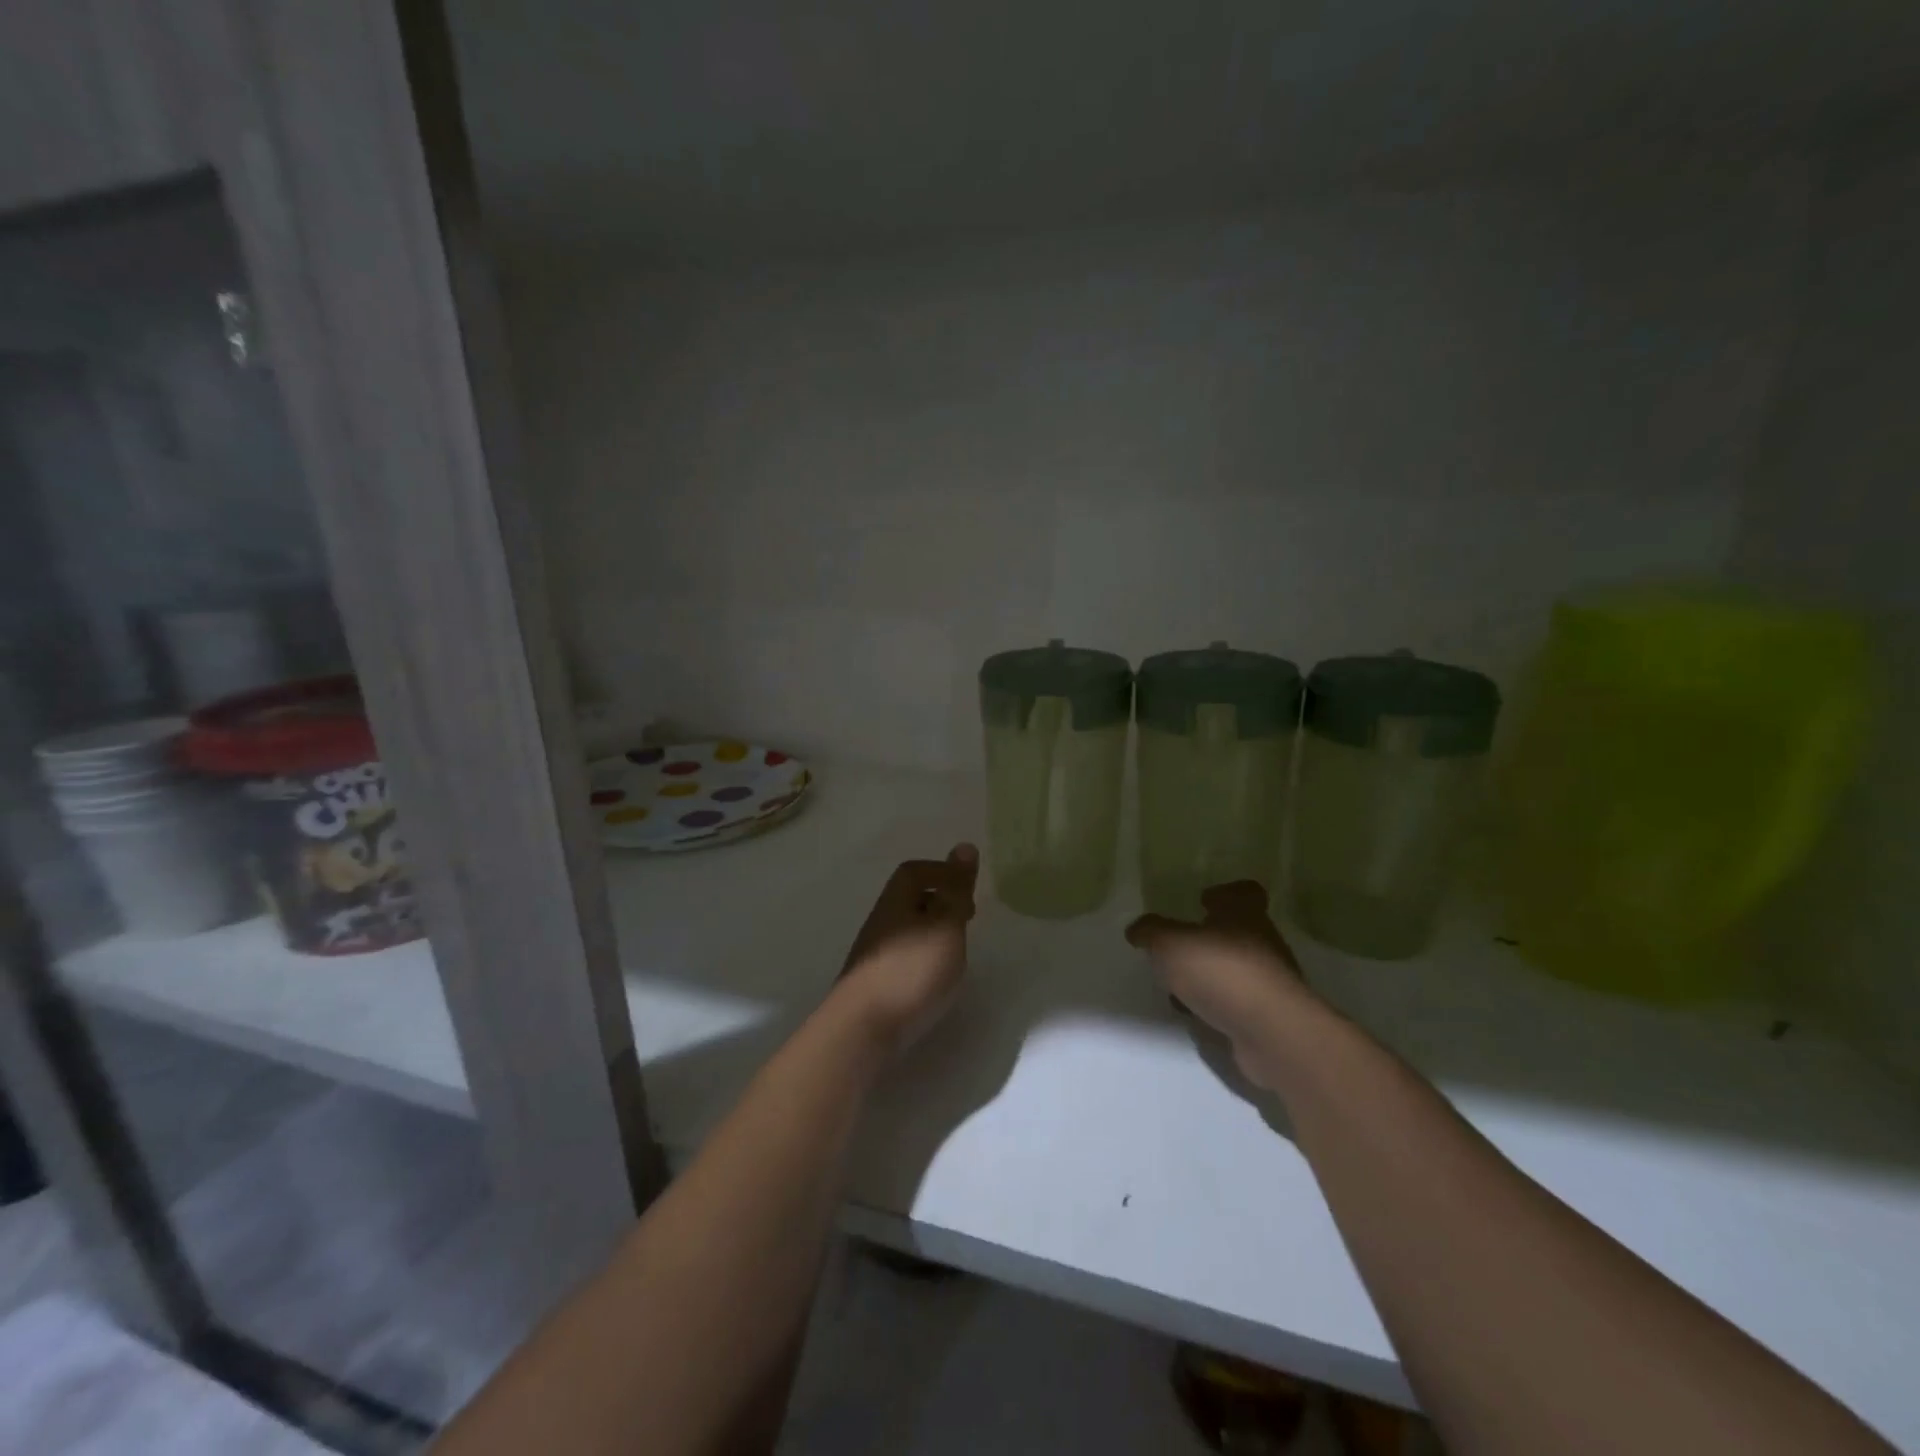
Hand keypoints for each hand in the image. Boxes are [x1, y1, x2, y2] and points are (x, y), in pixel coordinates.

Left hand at [832, 844, 979, 1057]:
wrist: (862, 1029)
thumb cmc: (911, 971)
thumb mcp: (945, 925)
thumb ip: (956, 890)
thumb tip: (964, 846)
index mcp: (896, 902)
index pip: (914, 872)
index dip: (942, 873)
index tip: (968, 890)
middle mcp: (881, 923)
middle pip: (908, 900)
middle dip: (940, 903)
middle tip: (967, 919)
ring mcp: (873, 955)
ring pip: (906, 930)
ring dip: (932, 933)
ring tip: (956, 953)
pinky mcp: (873, 985)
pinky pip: (902, 957)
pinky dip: (922, 959)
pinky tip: (934, 980)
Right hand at [1126, 881, 1313, 1091]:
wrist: (1271, 1034)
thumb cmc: (1221, 972)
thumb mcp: (1170, 944)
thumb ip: (1152, 932)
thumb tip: (1137, 929)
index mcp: (1243, 914)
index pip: (1244, 892)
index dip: (1224, 893)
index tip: (1203, 901)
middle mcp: (1261, 942)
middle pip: (1236, 932)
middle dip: (1207, 939)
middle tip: (1177, 946)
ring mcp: (1268, 982)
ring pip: (1233, 969)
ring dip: (1208, 975)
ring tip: (1176, 987)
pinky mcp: (1267, 1016)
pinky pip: (1235, 1002)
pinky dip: (1216, 1005)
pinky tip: (1193, 1014)